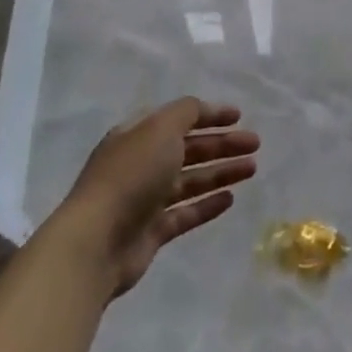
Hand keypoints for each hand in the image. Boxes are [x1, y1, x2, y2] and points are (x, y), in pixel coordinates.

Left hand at [52, 98, 258, 294]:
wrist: (96, 242)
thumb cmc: (130, 175)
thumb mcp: (160, 128)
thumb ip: (186, 113)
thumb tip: (203, 109)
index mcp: (138, 135)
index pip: (178, 118)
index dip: (209, 114)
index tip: (238, 116)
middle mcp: (141, 163)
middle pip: (189, 149)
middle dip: (222, 144)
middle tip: (255, 144)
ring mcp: (145, 199)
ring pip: (191, 180)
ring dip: (221, 171)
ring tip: (252, 168)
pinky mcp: (151, 231)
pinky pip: (186, 212)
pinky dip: (208, 204)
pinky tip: (231, 198)